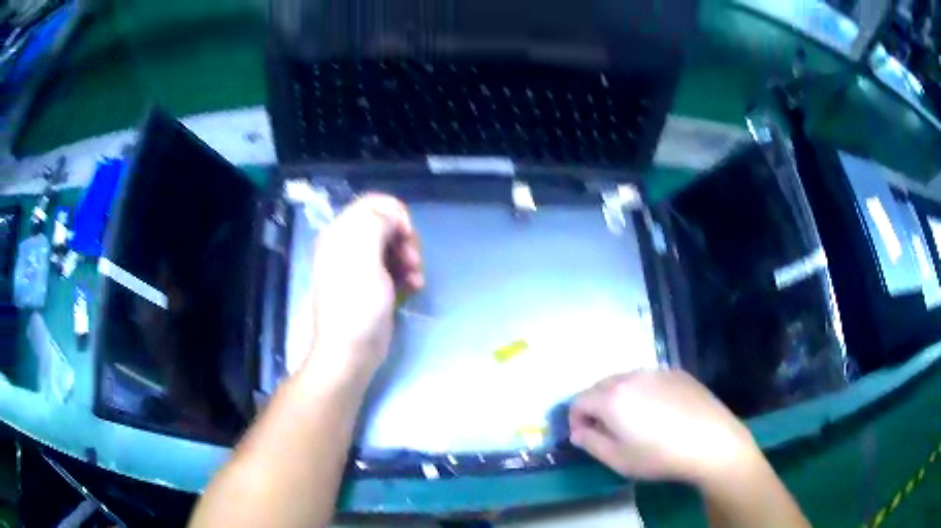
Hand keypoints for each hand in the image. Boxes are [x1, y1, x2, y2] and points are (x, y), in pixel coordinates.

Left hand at [305, 194, 423, 380]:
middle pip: (385, 224)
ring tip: (416, 278)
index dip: (396, 213)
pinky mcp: (372, 284)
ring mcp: (360, 266)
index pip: (372, 204)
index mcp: (340, 233)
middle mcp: (348, 245)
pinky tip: (414, 287)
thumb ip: (376, 224)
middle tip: (414, 260)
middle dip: (405, 238)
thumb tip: (392, 215)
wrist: (350, 352)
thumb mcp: (363, 257)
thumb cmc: (356, 305)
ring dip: (410, 257)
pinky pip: (394, 266)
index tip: (408, 236)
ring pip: (393, 245)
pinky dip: (407, 272)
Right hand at [569, 370, 759, 485]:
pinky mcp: (677, 373)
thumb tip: (578, 431)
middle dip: (596, 406)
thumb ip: (590, 443)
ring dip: (619, 397)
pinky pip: (649, 379)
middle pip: (600, 386)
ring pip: (625, 380)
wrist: (711, 441)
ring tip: (634, 421)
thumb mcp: (617, 459)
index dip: (575, 419)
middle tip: (607, 430)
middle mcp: (631, 376)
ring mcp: (657, 371)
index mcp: (612, 397)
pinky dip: (643, 392)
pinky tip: (660, 413)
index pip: (579, 400)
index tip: (586, 437)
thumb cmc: (659, 456)